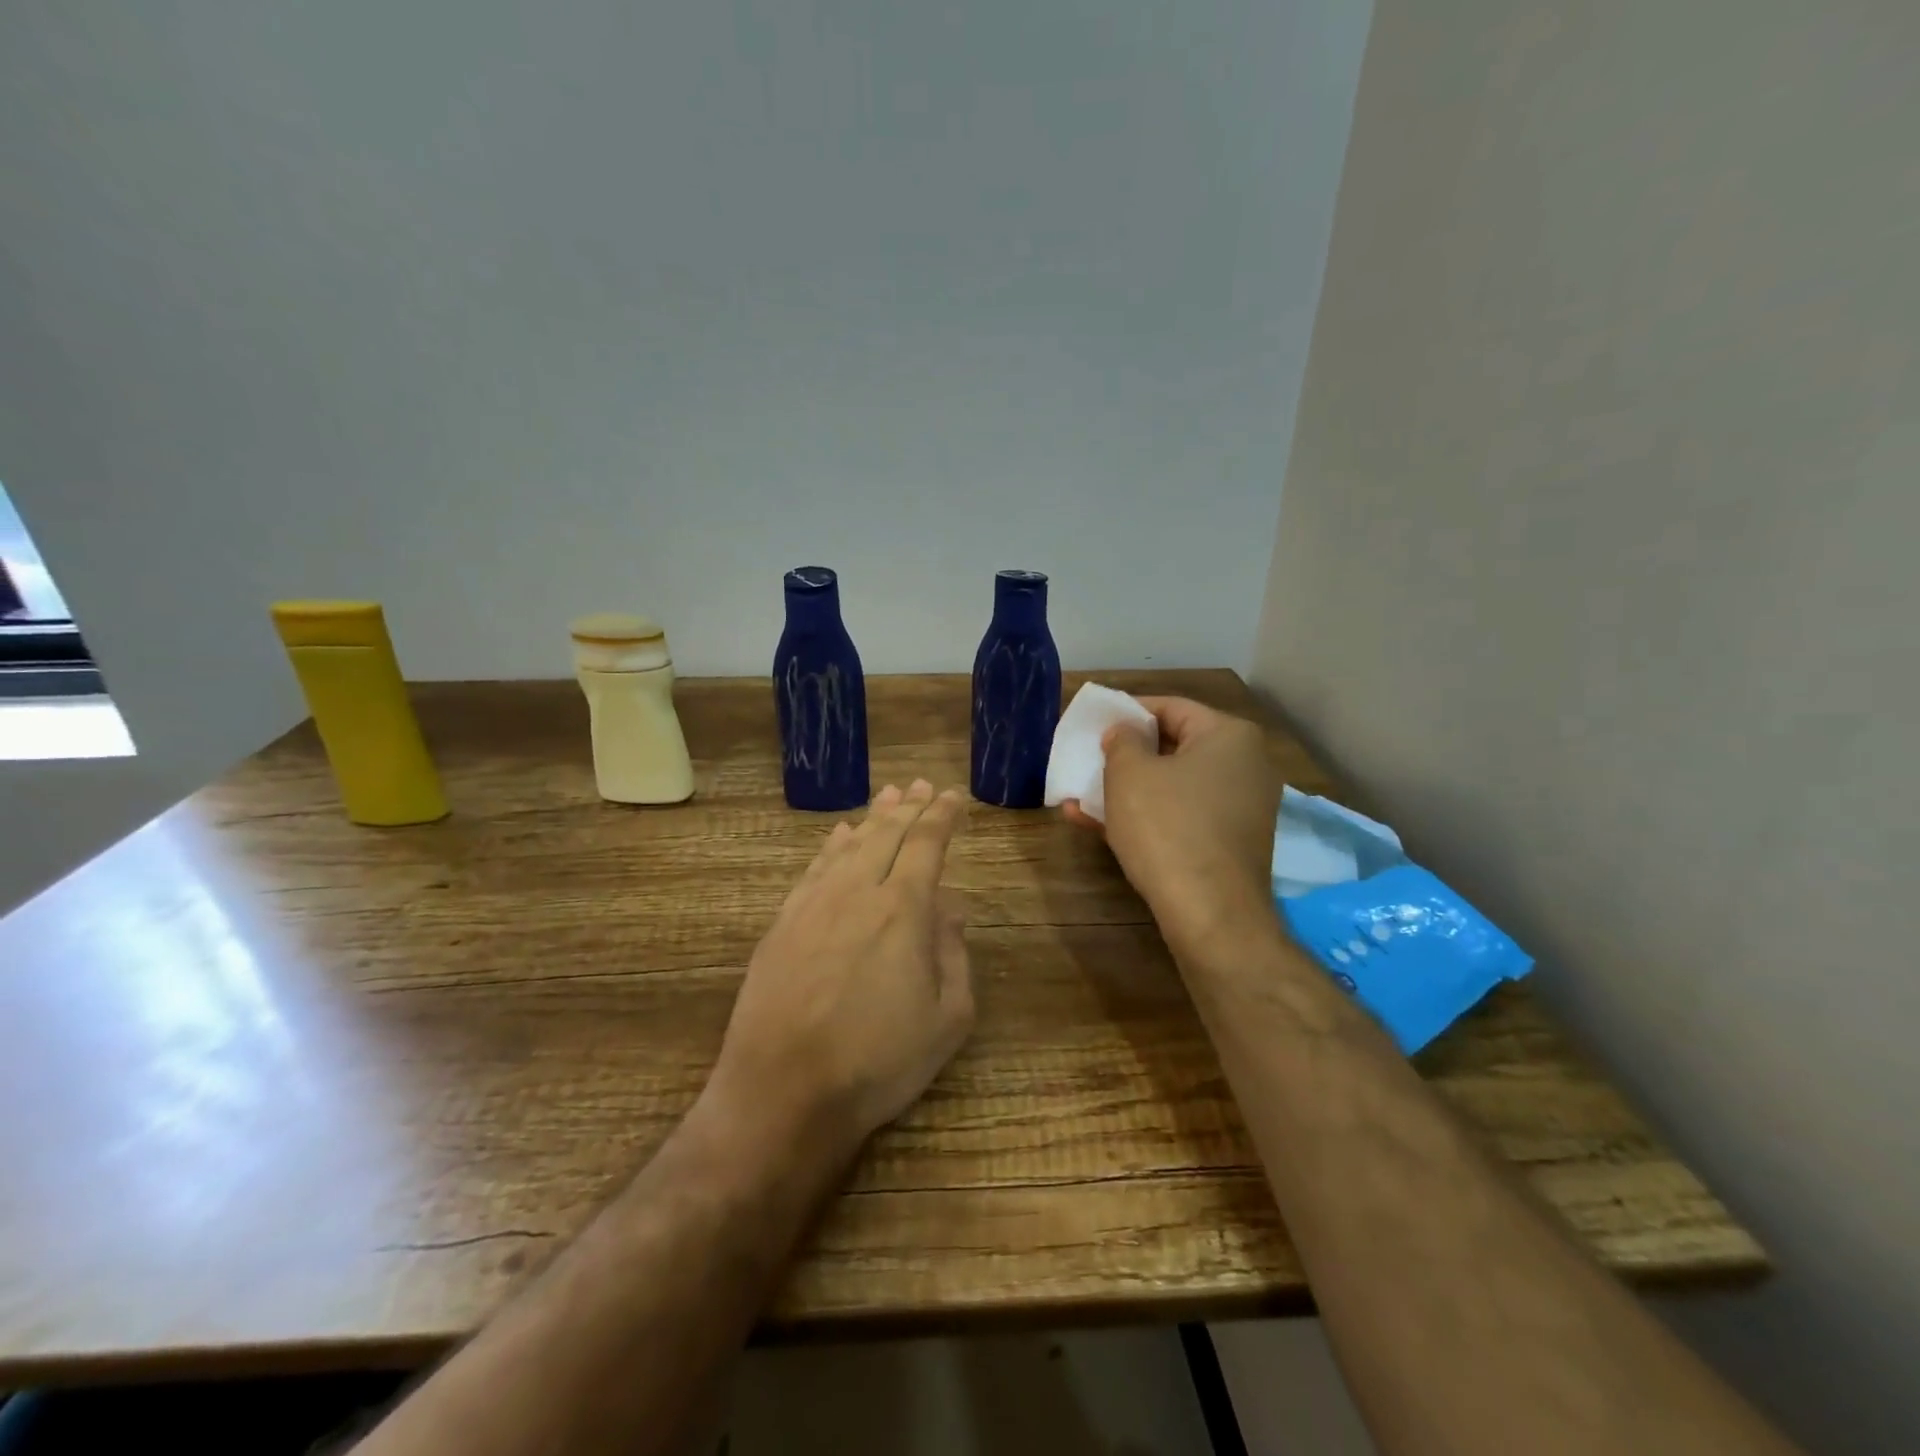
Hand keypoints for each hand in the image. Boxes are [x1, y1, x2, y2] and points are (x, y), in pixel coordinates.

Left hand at [708, 780, 974, 1157]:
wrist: (783, 1092)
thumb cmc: (878, 1062)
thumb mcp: (947, 1020)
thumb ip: (954, 955)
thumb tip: (951, 909)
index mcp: (904, 909)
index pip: (926, 845)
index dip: (941, 817)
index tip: (953, 797)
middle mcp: (858, 892)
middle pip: (887, 835)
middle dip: (909, 807)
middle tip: (922, 785)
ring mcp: (814, 905)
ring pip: (849, 845)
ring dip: (872, 818)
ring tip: (889, 797)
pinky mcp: (783, 923)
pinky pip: (813, 869)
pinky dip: (831, 846)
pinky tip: (840, 836)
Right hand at [1063, 697, 1279, 951]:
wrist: (1210, 913)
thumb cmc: (1168, 827)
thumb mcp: (1130, 773)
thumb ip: (1122, 740)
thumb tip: (1125, 732)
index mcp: (1229, 736)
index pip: (1170, 707)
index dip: (1127, 712)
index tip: (1094, 725)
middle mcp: (1245, 766)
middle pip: (1174, 746)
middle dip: (1125, 755)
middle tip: (1089, 760)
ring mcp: (1240, 808)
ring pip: (1173, 786)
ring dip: (1126, 790)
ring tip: (1081, 796)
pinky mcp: (1229, 843)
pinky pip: (1181, 816)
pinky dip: (1145, 816)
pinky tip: (1098, 825)